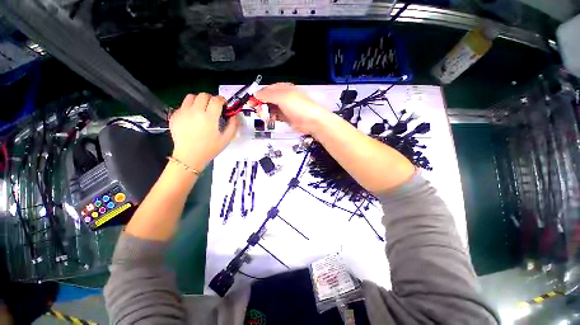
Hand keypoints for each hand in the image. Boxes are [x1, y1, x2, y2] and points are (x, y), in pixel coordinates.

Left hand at [169, 93, 237, 170]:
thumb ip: (233, 125)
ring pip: (191, 97)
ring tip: (202, 109)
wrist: (189, 157)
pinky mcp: (174, 116)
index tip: (224, 105)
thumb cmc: (209, 149)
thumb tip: (235, 115)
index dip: (222, 100)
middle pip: (203, 95)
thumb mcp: (226, 139)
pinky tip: (193, 117)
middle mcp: (195, 112)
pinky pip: (183, 105)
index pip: (216, 100)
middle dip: (211, 99)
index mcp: (209, 118)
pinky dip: (189, 107)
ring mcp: (183, 113)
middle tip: (214, 107)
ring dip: (199, 100)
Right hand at [254, 83, 330, 133]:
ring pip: (271, 109)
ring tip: (265, 117)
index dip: (257, 95)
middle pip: (267, 100)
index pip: (266, 90)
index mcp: (283, 88)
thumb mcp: (282, 97)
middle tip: (258, 112)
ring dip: (266, 113)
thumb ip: (267, 95)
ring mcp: (285, 108)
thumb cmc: (297, 106)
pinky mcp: (286, 118)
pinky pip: (275, 116)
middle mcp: (283, 97)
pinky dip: (272, 118)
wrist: (312, 121)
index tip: (250, 103)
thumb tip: (255, 93)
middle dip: (261, 105)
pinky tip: (270, 120)